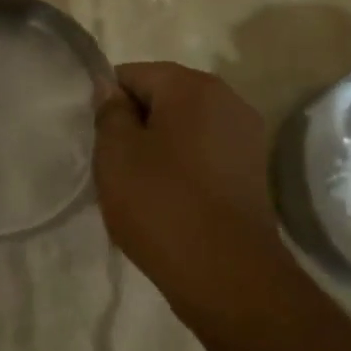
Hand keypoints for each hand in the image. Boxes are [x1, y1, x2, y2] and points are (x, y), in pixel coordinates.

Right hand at [93, 62, 281, 306]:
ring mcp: (246, 136)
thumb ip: (109, 112)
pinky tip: (169, 200)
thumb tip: (111, 90)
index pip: (132, 75)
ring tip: (140, 186)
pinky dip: (183, 168)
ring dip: (158, 147)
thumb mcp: (116, 153)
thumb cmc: (162, 204)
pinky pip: (204, 154)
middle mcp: (227, 99)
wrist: (228, 275)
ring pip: (183, 128)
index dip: (108, 104)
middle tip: (114, 165)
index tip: (98, 141)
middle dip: (135, 125)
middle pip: (162, 98)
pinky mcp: (252, 171)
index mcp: (192, 86)